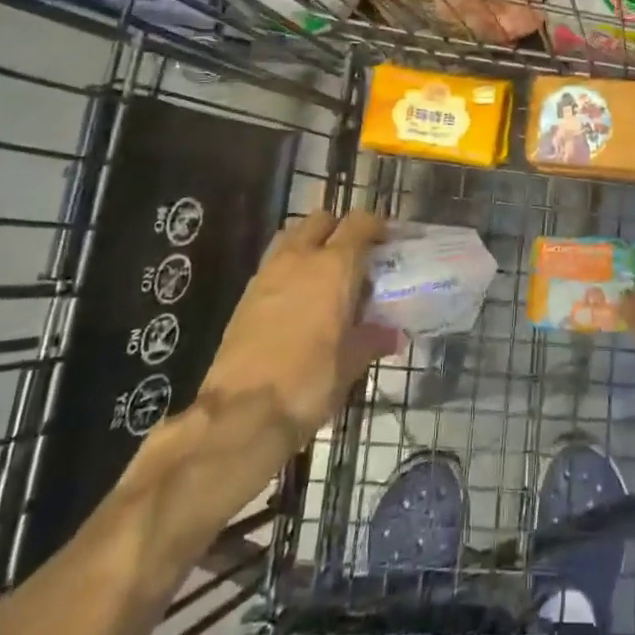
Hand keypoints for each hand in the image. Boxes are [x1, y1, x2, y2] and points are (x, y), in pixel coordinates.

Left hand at [193, 210, 400, 456]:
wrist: (242, 414)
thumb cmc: (309, 382)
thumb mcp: (351, 363)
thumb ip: (373, 339)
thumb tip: (392, 334)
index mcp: (334, 266)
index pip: (359, 223)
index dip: (376, 225)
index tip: (387, 240)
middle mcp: (300, 258)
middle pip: (321, 220)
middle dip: (340, 229)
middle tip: (355, 255)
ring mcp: (268, 274)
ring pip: (292, 236)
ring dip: (310, 243)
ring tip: (324, 272)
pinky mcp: (245, 295)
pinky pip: (273, 263)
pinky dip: (289, 268)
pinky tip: (298, 298)